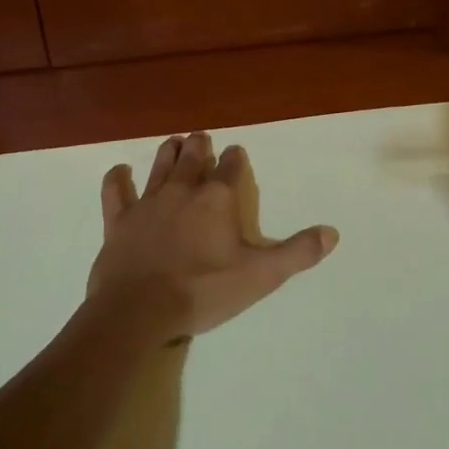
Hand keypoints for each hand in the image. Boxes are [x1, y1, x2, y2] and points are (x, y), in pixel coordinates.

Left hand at [87, 131, 338, 341]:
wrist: (139, 309)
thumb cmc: (204, 291)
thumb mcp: (260, 276)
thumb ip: (297, 253)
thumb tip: (332, 232)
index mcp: (217, 200)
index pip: (231, 168)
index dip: (235, 158)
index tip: (236, 153)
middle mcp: (182, 191)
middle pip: (193, 158)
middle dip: (200, 146)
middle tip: (201, 139)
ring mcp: (148, 203)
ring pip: (160, 166)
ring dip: (168, 152)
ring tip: (174, 141)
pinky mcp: (119, 220)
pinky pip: (116, 190)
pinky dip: (118, 178)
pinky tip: (120, 171)